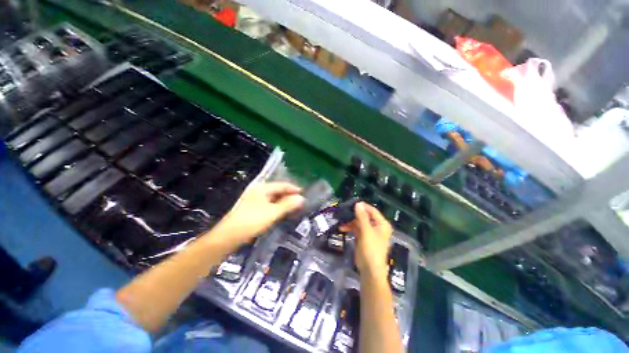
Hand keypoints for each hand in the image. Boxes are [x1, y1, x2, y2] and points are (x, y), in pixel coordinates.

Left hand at [211, 182, 304, 244]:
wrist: (229, 236)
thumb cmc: (252, 221)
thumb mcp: (272, 212)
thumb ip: (288, 205)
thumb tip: (301, 198)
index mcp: (262, 188)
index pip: (282, 185)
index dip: (293, 189)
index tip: (304, 193)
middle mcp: (258, 191)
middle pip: (277, 190)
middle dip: (289, 196)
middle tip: (300, 202)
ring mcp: (254, 199)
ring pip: (273, 198)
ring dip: (283, 202)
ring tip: (293, 207)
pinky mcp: (252, 208)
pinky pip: (268, 204)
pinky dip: (276, 207)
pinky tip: (281, 212)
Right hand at [340, 202, 392, 278]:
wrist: (369, 270)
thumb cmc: (371, 249)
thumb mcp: (366, 231)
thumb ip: (362, 217)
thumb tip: (358, 204)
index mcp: (382, 224)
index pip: (372, 210)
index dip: (363, 206)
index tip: (351, 203)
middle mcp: (377, 226)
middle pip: (365, 216)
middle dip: (354, 215)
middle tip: (344, 211)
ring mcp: (369, 232)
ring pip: (359, 222)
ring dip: (350, 222)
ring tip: (341, 221)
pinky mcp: (363, 238)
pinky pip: (356, 229)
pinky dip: (350, 228)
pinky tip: (342, 228)